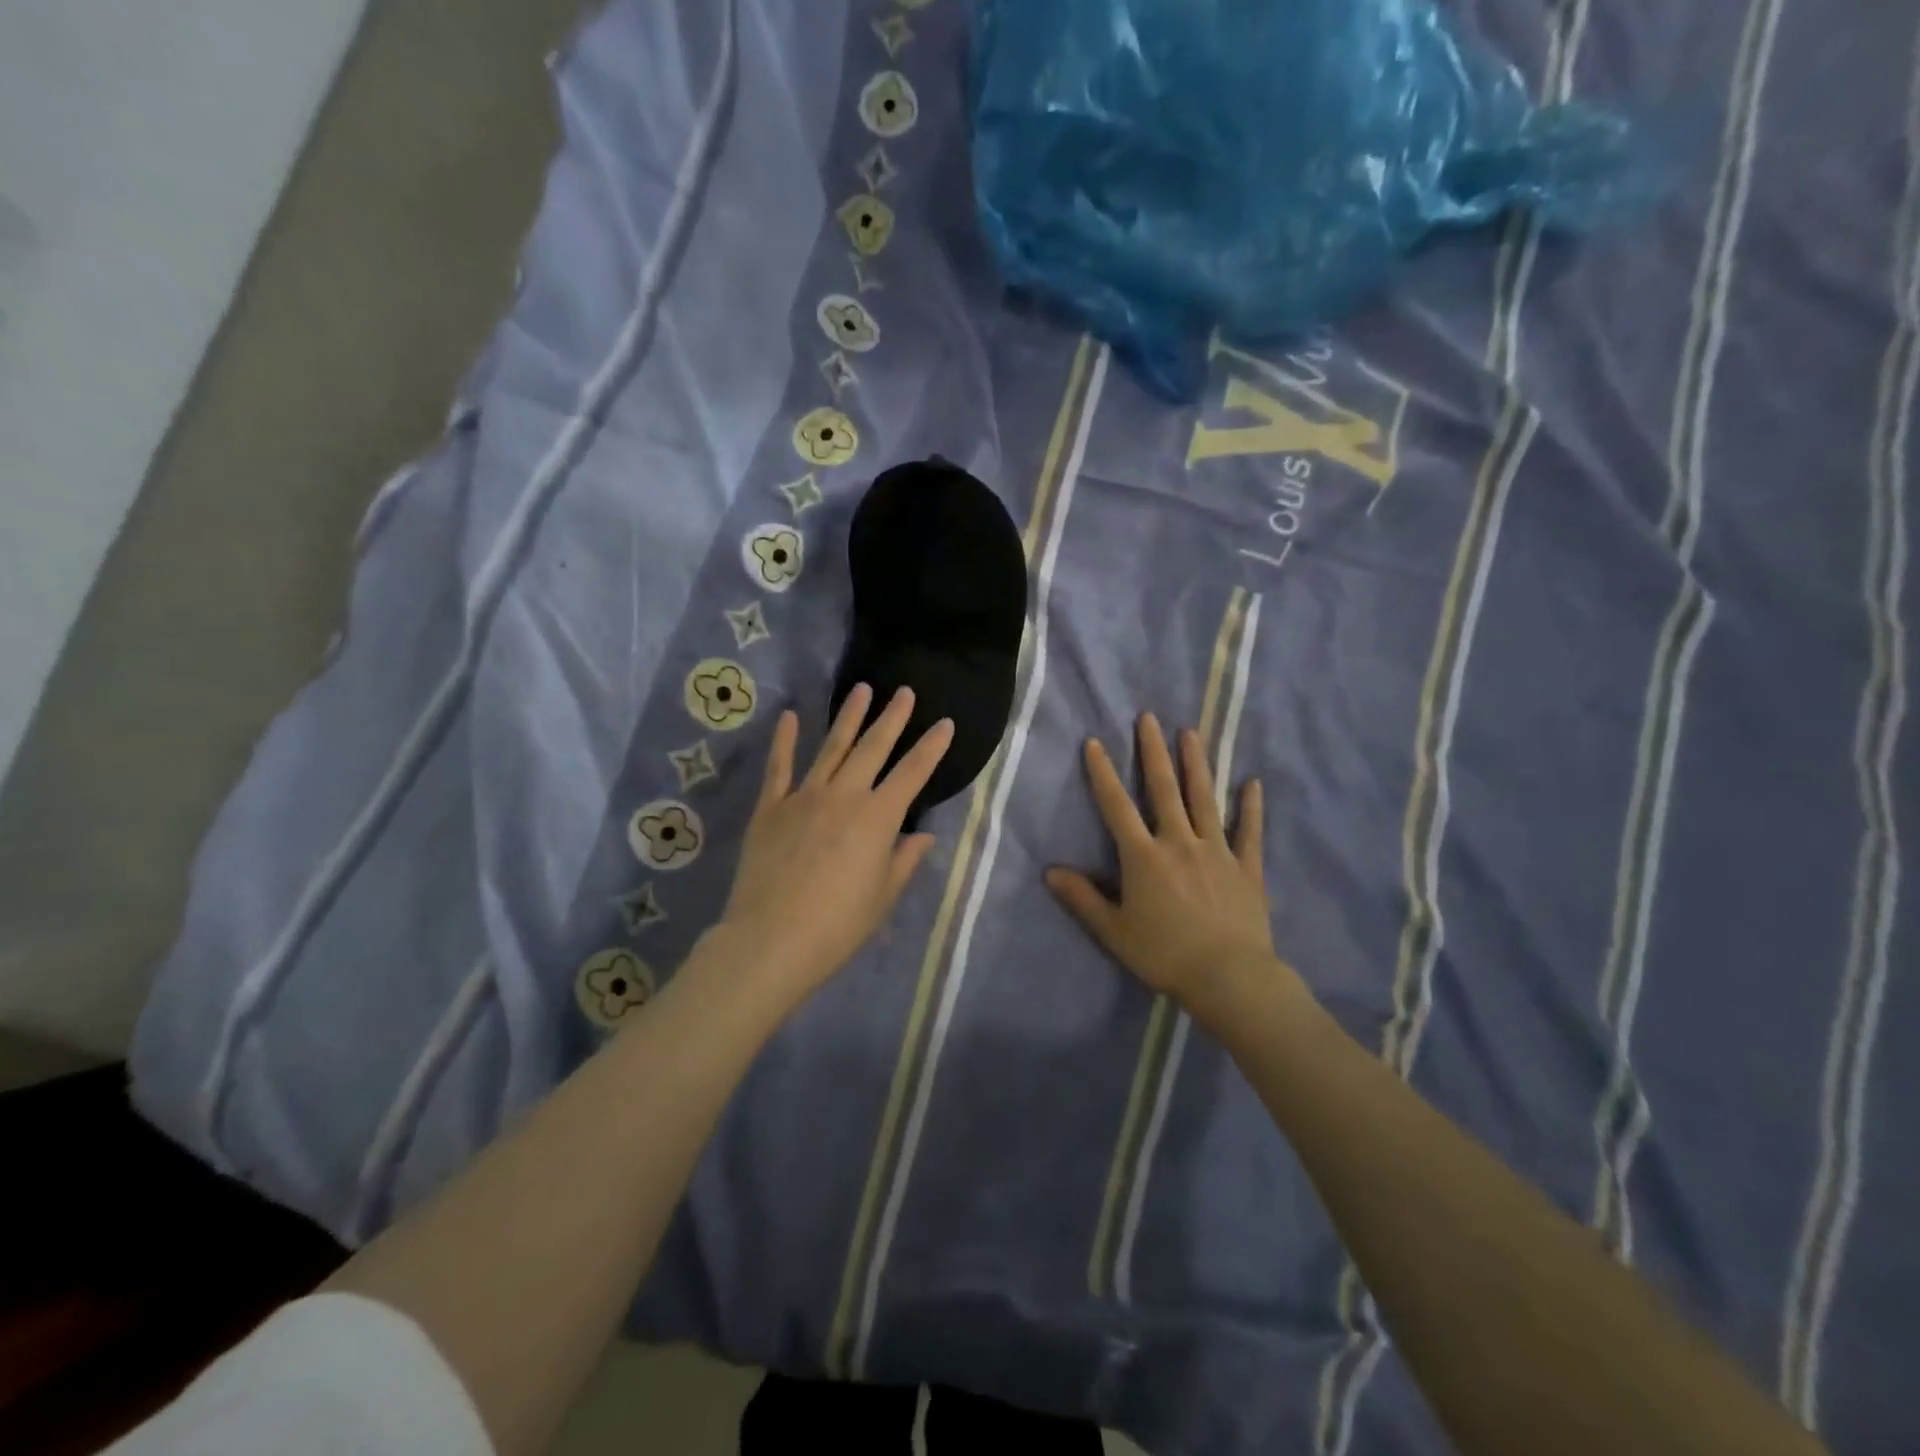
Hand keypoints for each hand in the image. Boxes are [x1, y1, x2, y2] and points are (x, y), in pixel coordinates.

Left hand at [714, 685, 953, 1009]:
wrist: (771, 940)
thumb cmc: (838, 925)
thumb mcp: (883, 896)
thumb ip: (904, 860)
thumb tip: (922, 836)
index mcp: (878, 817)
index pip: (913, 773)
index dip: (932, 747)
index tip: (946, 723)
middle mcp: (844, 795)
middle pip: (873, 748)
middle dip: (892, 718)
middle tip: (904, 692)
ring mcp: (803, 797)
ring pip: (831, 747)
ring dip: (849, 717)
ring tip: (861, 690)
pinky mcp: (770, 808)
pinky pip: (779, 767)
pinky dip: (785, 741)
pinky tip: (791, 717)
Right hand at [1047, 714, 1300, 1026]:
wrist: (1229, 977)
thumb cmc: (1164, 954)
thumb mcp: (1113, 931)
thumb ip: (1082, 898)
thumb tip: (1050, 871)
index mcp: (1143, 856)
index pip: (1117, 806)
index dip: (1103, 773)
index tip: (1095, 742)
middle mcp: (1179, 842)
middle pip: (1164, 789)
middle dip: (1154, 752)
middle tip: (1149, 718)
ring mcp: (1217, 851)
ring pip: (1205, 799)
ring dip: (1196, 764)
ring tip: (1191, 733)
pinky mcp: (1246, 867)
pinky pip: (1249, 831)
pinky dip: (1251, 807)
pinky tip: (1253, 783)